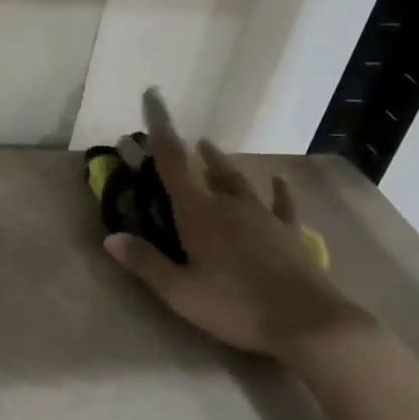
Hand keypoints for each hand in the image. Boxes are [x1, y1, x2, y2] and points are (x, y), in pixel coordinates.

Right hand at [104, 89, 371, 361]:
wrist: (307, 322)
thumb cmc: (235, 306)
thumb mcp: (181, 292)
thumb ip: (146, 263)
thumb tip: (111, 237)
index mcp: (199, 214)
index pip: (173, 164)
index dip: (161, 130)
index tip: (154, 97)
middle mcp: (230, 205)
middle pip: (205, 170)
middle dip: (188, 152)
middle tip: (178, 141)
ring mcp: (262, 216)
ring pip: (237, 180)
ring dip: (221, 163)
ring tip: (209, 147)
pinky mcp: (289, 233)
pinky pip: (281, 204)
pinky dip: (279, 189)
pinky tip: (279, 179)